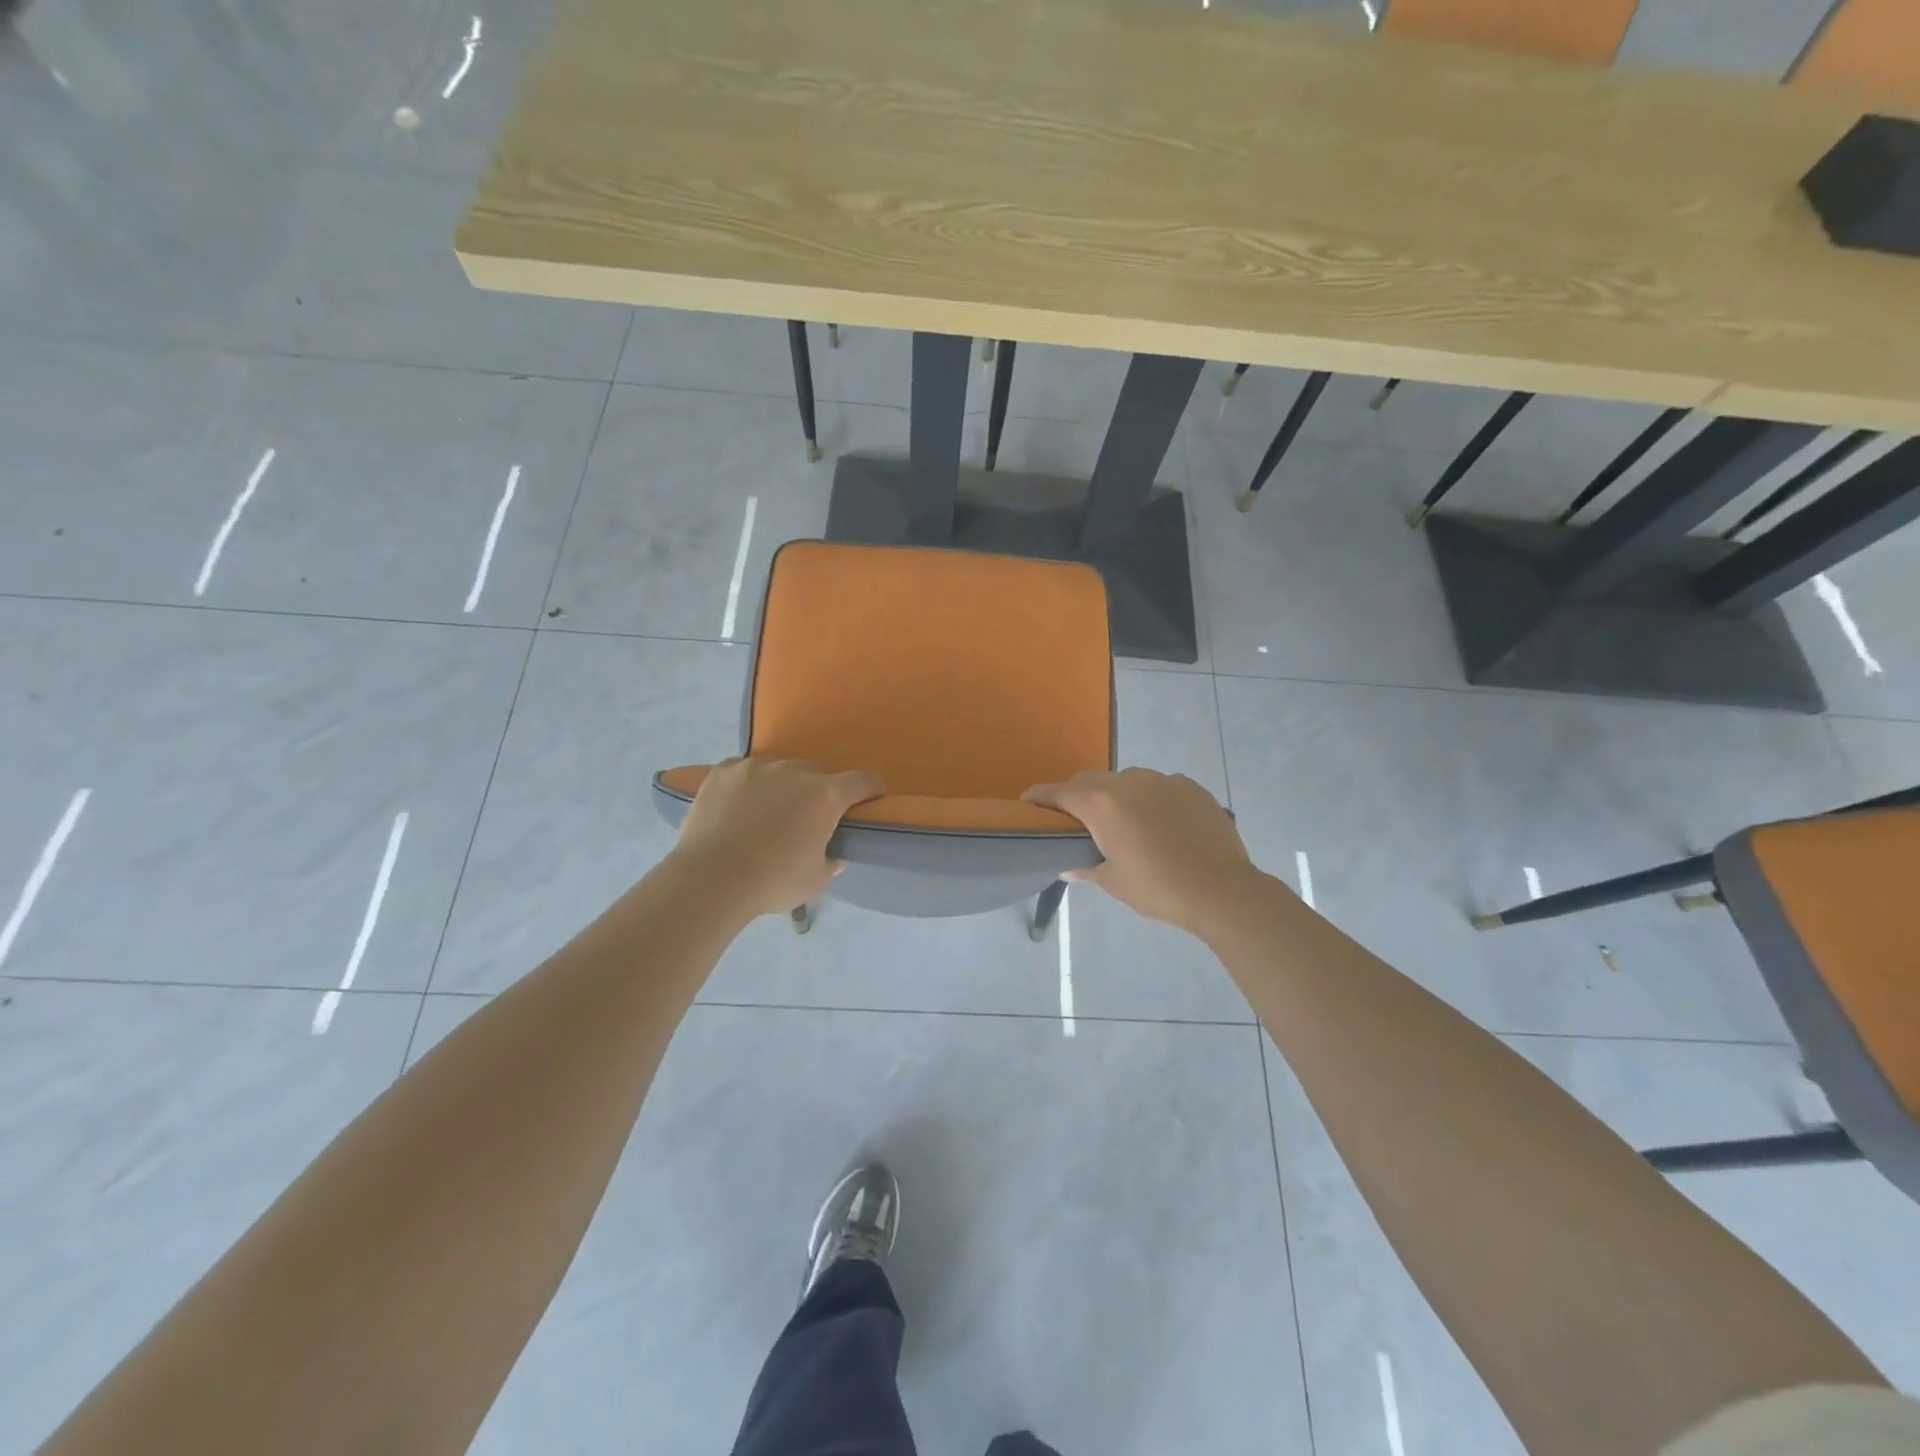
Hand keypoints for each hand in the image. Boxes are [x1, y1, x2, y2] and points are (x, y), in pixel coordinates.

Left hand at [673, 758, 883, 918]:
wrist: (711, 879)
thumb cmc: (772, 881)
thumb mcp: (814, 881)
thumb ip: (830, 863)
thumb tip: (834, 856)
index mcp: (825, 796)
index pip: (862, 781)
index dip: (870, 789)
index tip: (870, 798)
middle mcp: (794, 771)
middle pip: (816, 774)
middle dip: (817, 792)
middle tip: (805, 818)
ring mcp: (756, 767)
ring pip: (779, 770)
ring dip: (781, 786)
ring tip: (766, 812)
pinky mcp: (724, 771)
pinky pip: (745, 771)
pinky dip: (748, 785)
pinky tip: (738, 806)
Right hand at [1023, 768, 1265, 934]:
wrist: (1222, 890)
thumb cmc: (1157, 888)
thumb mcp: (1114, 881)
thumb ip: (1086, 867)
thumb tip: (1068, 867)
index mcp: (1102, 804)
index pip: (1060, 792)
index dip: (1040, 797)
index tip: (1028, 802)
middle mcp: (1129, 782)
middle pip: (1091, 781)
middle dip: (1078, 796)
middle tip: (1075, 821)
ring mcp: (1163, 780)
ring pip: (1127, 780)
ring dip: (1116, 796)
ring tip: (1122, 823)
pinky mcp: (1191, 787)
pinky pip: (1159, 786)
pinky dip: (1150, 799)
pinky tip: (1159, 824)